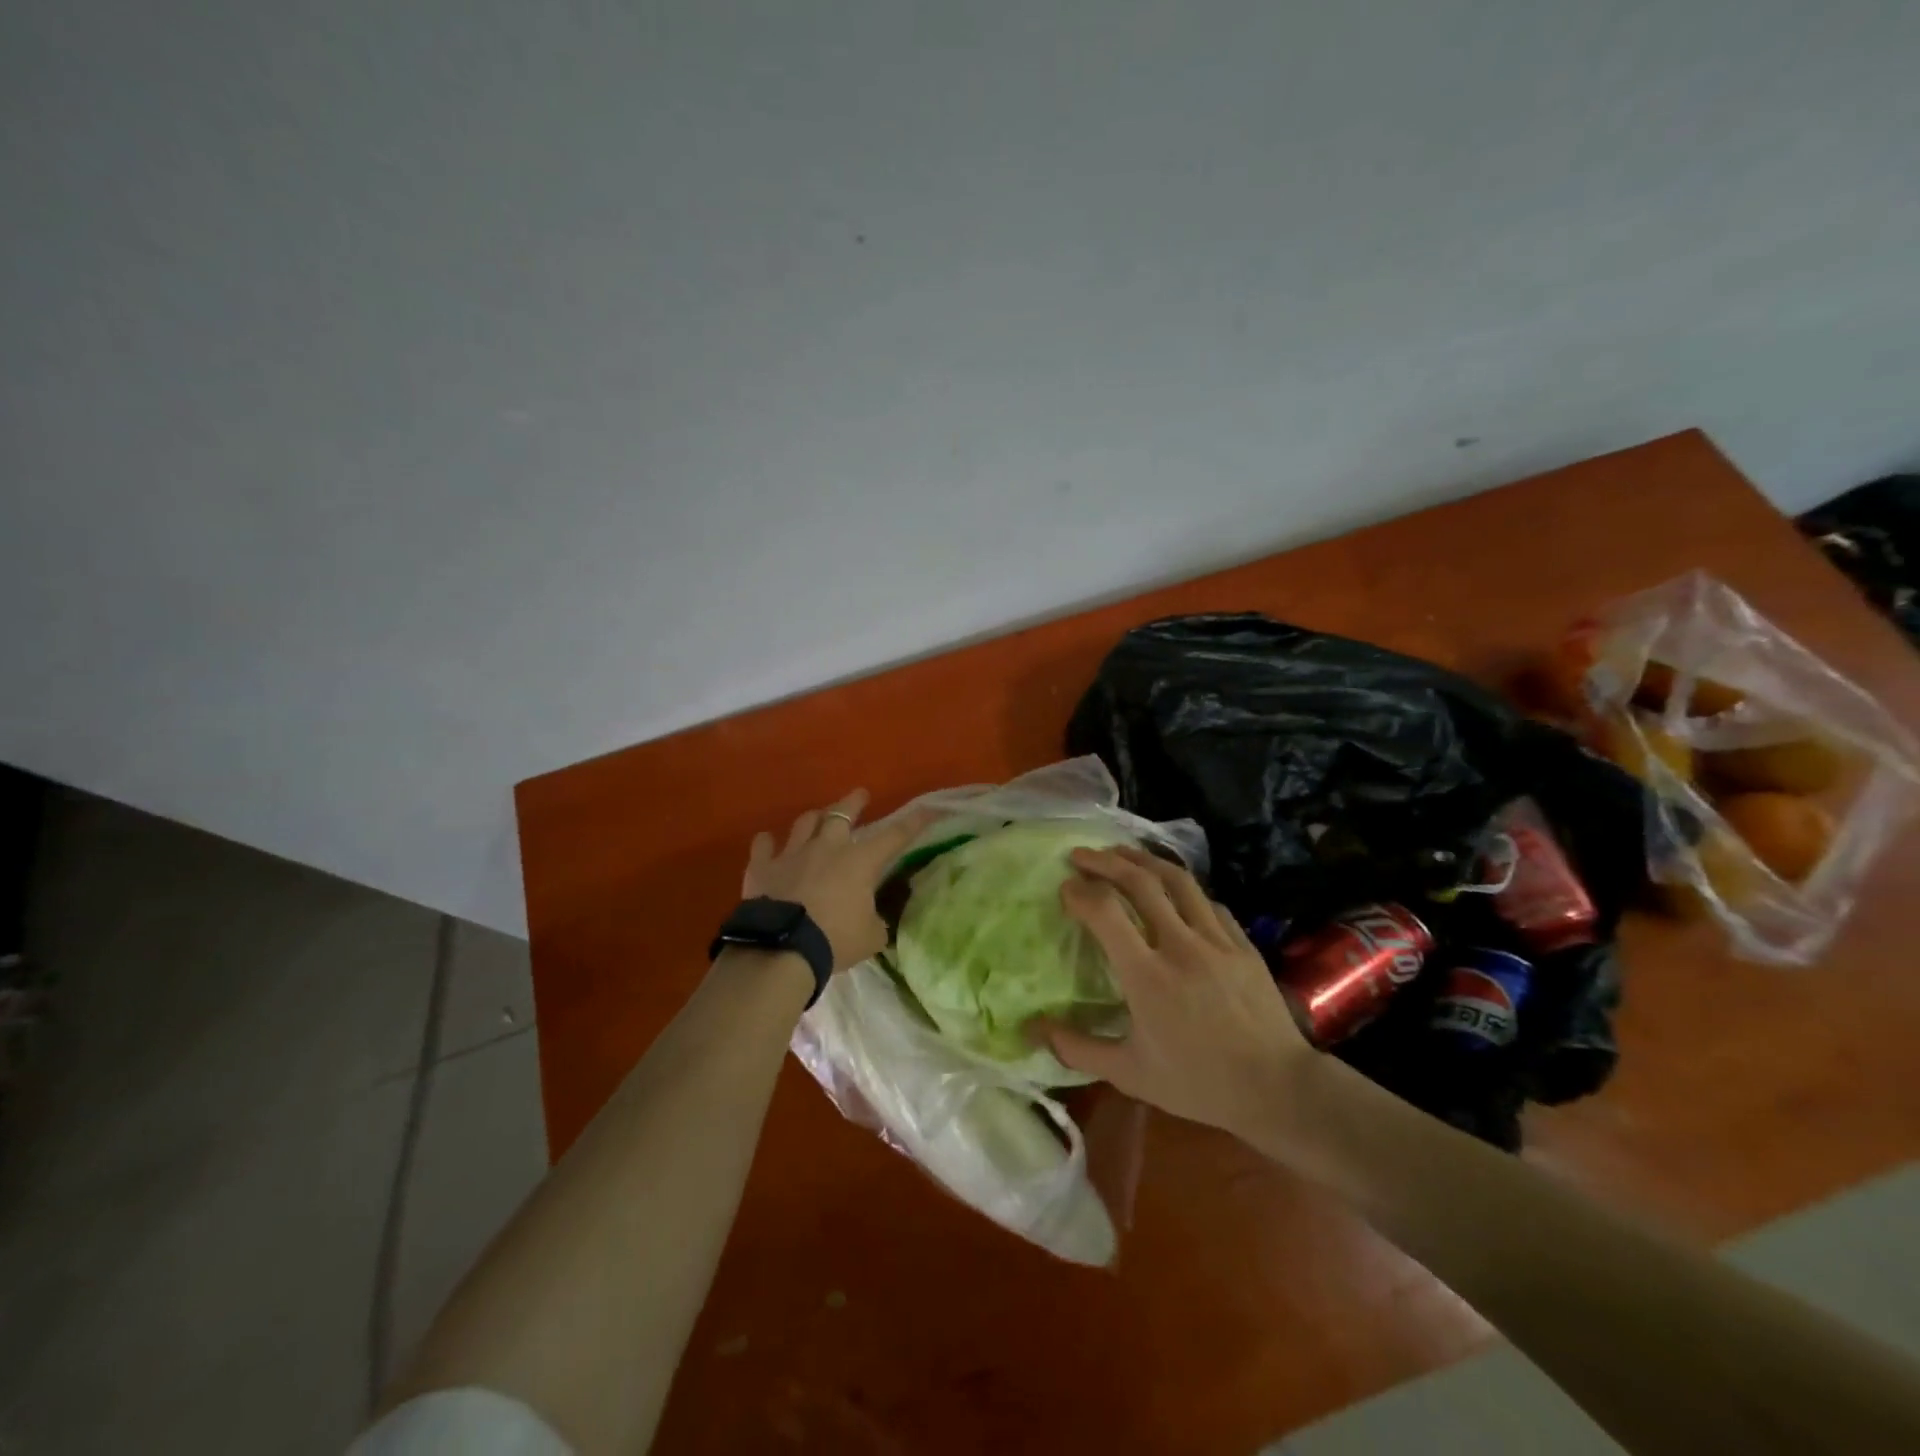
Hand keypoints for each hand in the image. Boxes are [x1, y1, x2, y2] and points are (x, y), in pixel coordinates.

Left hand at [742, 790, 933, 973]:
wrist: (782, 949)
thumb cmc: (835, 940)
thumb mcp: (871, 937)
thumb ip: (876, 922)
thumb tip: (875, 920)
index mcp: (860, 861)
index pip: (895, 835)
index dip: (914, 822)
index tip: (929, 809)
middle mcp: (828, 847)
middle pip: (842, 813)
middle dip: (854, 802)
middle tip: (860, 795)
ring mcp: (792, 853)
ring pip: (805, 822)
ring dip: (814, 818)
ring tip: (817, 818)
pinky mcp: (762, 866)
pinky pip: (763, 845)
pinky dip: (769, 843)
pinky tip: (769, 843)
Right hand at [1030, 845, 1315, 1138]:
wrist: (1277, 1089)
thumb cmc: (1199, 1083)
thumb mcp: (1130, 1074)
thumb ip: (1078, 1049)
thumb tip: (1034, 1029)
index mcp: (1148, 976)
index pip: (1106, 912)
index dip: (1080, 892)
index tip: (1065, 888)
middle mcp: (1180, 945)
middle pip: (1140, 882)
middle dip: (1105, 861)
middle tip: (1081, 854)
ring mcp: (1216, 940)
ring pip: (1177, 880)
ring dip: (1143, 860)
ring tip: (1121, 853)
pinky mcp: (1242, 943)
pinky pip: (1208, 901)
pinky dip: (1182, 887)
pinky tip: (1172, 889)